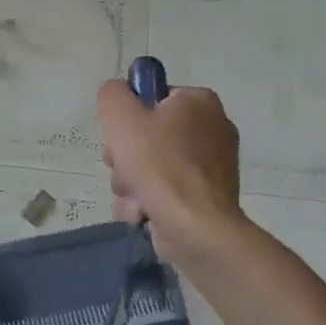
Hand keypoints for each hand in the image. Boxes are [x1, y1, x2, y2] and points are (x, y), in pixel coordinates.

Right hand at [96, 81, 245, 266]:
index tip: (121, 137)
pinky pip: (166, 190)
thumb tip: (117, 96)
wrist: (197, 229)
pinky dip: (149, 201)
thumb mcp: (122, 117)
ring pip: (152, 166)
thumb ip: (112, 95)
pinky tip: (142, 212)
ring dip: (131, 183)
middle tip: (123, 169)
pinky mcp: (206, 197)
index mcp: (200, 102)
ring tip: (134, 197)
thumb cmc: (160, 166)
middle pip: (149, 135)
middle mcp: (213, 129)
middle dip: (126, 157)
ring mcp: (212, 166)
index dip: (130, 117)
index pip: (152, 97)